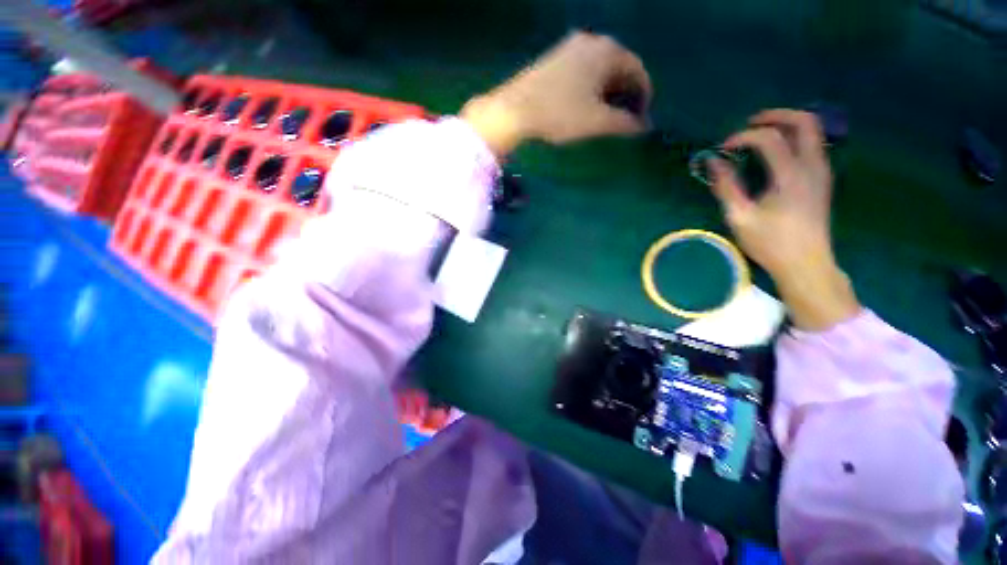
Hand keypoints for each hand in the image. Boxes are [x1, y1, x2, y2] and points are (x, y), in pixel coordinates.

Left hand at [462, 32, 651, 155]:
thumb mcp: (597, 122)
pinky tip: (583, 105)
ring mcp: (570, 47)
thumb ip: (624, 123)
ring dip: (607, 91)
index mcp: (608, 51)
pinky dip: (590, 87)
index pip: (638, 71)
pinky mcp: (554, 58)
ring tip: (604, 115)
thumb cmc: (560, 114)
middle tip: (622, 119)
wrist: (515, 110)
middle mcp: (592, 41)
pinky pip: (582, 71)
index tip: (640, 119)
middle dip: (625, 94)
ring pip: (599, 69)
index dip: (643, 96)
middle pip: (619, 68)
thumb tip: (644, 127)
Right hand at [708, 109, 859, 330]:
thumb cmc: (770, 243)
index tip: (722, 149)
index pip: (769, 138)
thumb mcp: (740, 217)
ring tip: (760, 136)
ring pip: (814, 131)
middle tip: (750, 123)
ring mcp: (822, 172)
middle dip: (776, 116)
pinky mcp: (823, 180)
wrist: (806, 264)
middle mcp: (812, 166)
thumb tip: (713, 162)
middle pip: (805, 122)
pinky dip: (794, 140)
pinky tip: (776, 154)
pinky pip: (813, 146)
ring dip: (787, 126)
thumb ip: (726, 186)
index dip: (743, 137)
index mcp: (791, 176)